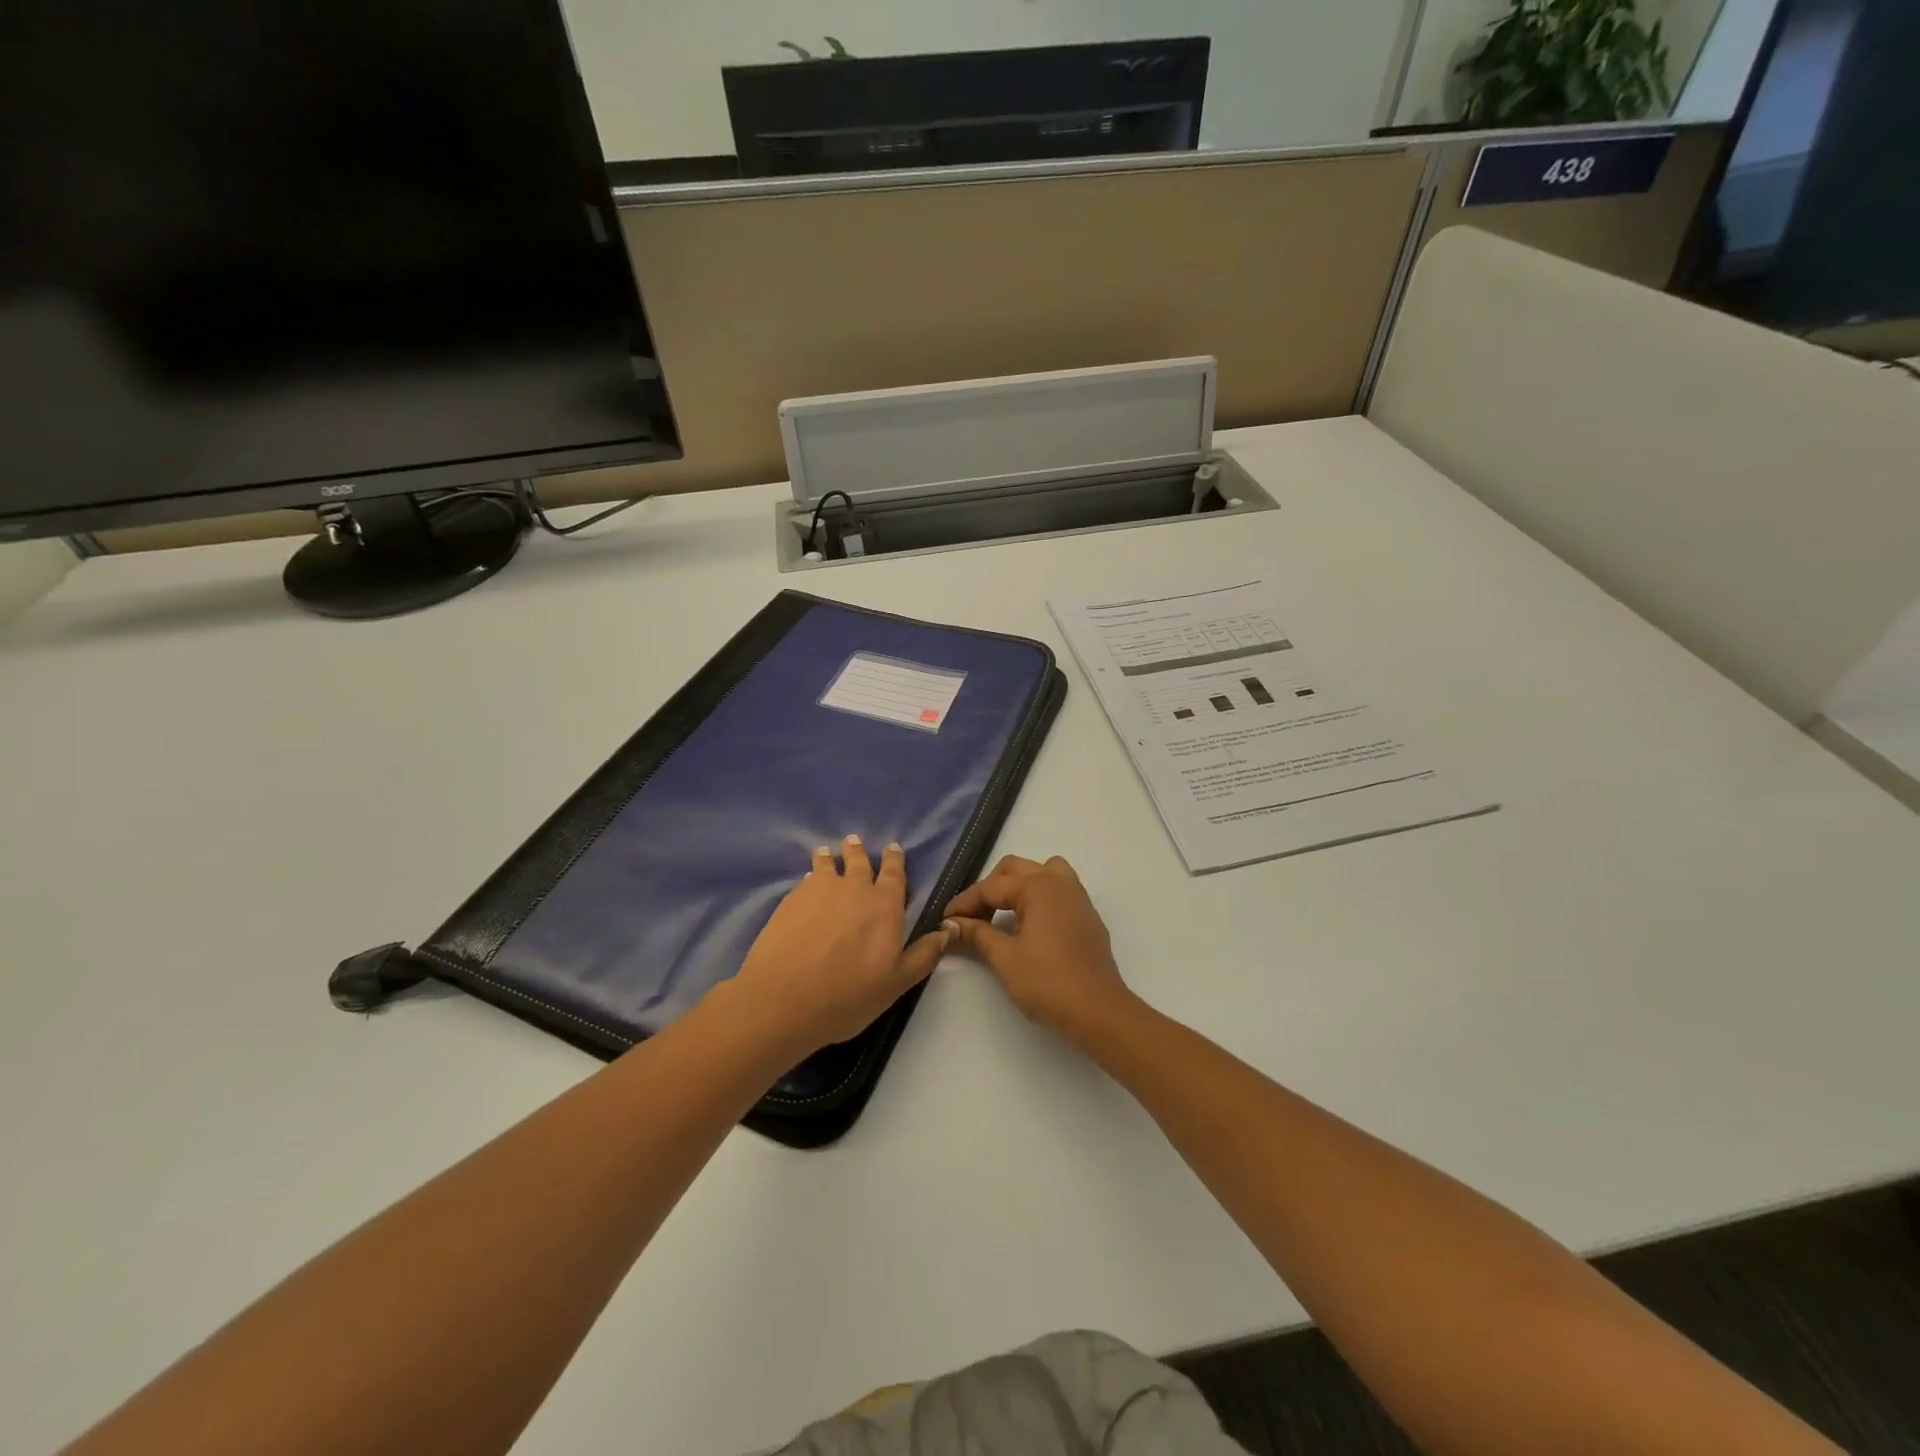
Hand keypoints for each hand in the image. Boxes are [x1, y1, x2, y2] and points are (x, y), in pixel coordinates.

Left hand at [729, 836, 950, 1055]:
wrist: (783, 999)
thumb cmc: (848, 995)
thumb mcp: (897, 983)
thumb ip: (923, 955)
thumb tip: (947, 931)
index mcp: (885, 905)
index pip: (894, 873)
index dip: (894, 859)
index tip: (893, 848)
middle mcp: (853, 888)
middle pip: (858, 861)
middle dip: (858, 851)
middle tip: (855, 841)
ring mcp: (818, 890)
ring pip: (827, 864)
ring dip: (830, 857)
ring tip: (826, 853)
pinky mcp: (790, 899)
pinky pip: (806, 880)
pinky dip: (810, 877)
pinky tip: (806, 884)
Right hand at [943, 855, 1133, 1043]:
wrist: (1098, 1010)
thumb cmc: (1047, 982)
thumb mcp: (1004, 958)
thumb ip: (976, 934)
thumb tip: (952, 923)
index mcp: (1037, 886)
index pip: (990, 887)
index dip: (964, 903)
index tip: (945, 920)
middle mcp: (1058, 881)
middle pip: (1015, 869)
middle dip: (989, 889)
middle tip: (972, 918)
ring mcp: (1077, 896)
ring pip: (1041, 872)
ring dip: (1018, 885)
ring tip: (1002, 913)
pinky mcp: (1086, 915)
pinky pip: (1058, 889)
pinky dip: (1038, 897)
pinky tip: (1028, 925)